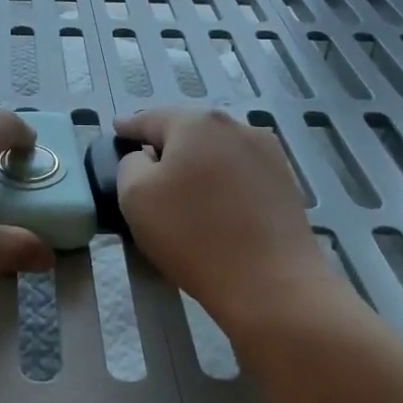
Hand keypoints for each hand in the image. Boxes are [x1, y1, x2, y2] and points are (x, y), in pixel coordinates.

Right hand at [116, 108, 334, 332]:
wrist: (271, 283)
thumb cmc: (193, 235)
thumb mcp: (135, 197)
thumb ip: (130, 164)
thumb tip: (146, 158)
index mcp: (196, 123)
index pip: (151, 119)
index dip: (130, 127)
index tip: (118, 130)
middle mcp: (235, 126)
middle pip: (188, 130)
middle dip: (166, 145)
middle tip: (147, 166)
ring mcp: (266, 152)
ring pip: (217, 149)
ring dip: (197, 162)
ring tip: (183, 189)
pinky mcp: (284, 181)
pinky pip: (240, 171)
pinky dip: (222, 180)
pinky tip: (216, 204)